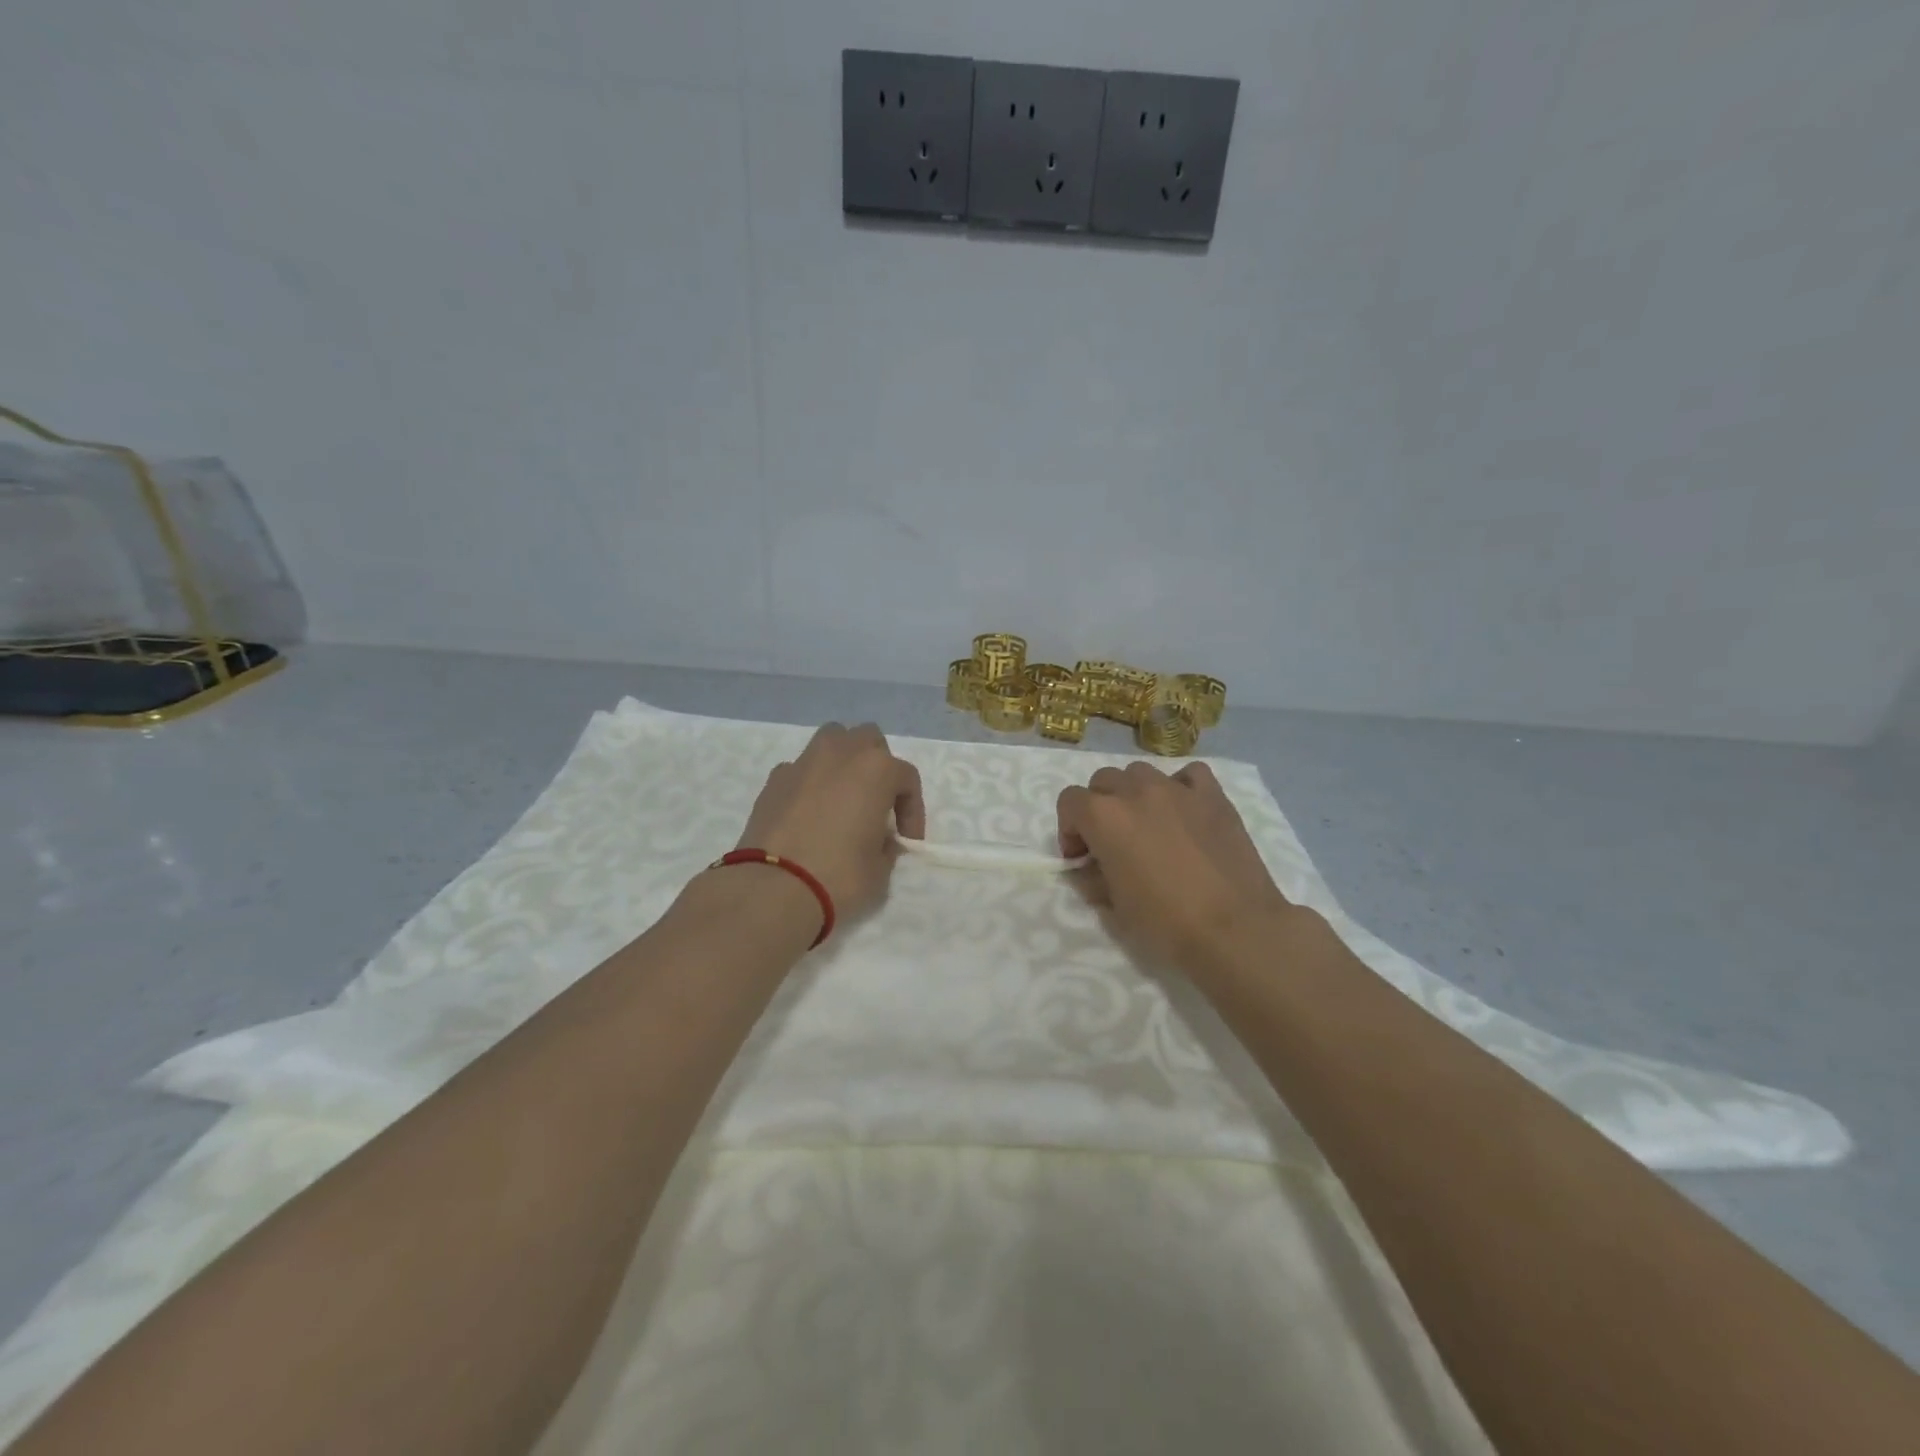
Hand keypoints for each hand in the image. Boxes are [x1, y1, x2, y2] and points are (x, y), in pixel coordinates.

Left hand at [734, 722, 925, 923]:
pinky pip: (802, 769)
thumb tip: (877, 839)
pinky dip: (811, 782)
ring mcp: (804, 762)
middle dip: (877, 767)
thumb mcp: (880, 869)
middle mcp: (841, 753)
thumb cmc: (840, 876)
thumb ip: (885, 845)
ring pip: (832, 740)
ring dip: (843, 762)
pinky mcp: (774, 779)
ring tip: (843, 797)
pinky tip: (808, 814)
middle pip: (868, 740)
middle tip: (876, 805)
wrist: (772, 889)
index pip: (906, 778)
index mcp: (877, 769)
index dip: (912, 810)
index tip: (906, 840)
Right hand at [1057, 761, 1295, 968]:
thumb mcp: (1113, 908)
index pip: (1069, 801)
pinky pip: (1189, 775)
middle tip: (1112, 842)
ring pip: (1142, 773)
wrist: (1234, 930)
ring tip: (1149, 826)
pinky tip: (1185, 812)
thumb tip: (1090, 869)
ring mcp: (1177, 789)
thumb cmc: (1165, 923)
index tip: (1081, 858)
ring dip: (1135, 794)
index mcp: (1104, 816)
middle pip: (1104, 781)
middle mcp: (1136, 791)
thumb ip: (1092, 879)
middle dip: (1099, 808)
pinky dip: (1180, 787)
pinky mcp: (1213, 796)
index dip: (1069, 829)